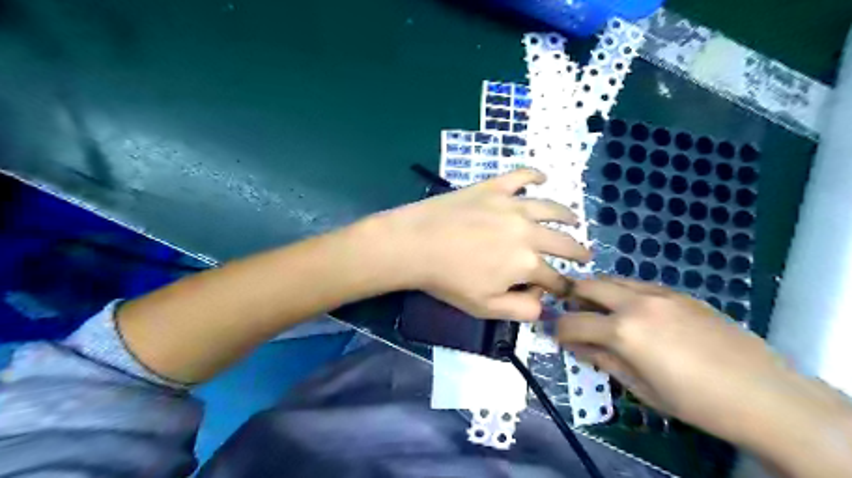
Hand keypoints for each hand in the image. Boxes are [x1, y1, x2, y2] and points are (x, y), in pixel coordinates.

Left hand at [376, 168, 589, 320]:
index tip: (567, 289)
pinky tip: (543, 178)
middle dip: (578, 252)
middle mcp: (529, 231)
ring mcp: (513, 205)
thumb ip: (520, 309)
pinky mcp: (495, 187)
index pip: (556, 278)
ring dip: (568, 216)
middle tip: (585, 255)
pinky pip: (521, 176)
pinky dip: (535, 175)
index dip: (563, 287)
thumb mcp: (485, 307)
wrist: (416, 244)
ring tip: (574, 220)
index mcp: (527, 263)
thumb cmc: (448, 279)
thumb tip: (544, 306)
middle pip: (563, 242)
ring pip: (551, 208)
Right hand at [560, 277, 851, 469]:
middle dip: (571, 297)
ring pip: (613, 279)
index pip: (573, 322)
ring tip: (598, 310)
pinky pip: (639, 285)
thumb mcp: (639, 387)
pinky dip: (624, 293)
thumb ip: (602, 360)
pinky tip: (633, 311)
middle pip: (588, 285)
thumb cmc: (694, 401)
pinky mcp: (679, 292)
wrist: (763, 394)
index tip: (557, 336)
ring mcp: (659, 293)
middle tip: (571, 313)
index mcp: (623, 331)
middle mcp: (635, 302)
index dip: (559, 330)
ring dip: (597, 291)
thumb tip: (576, 346)